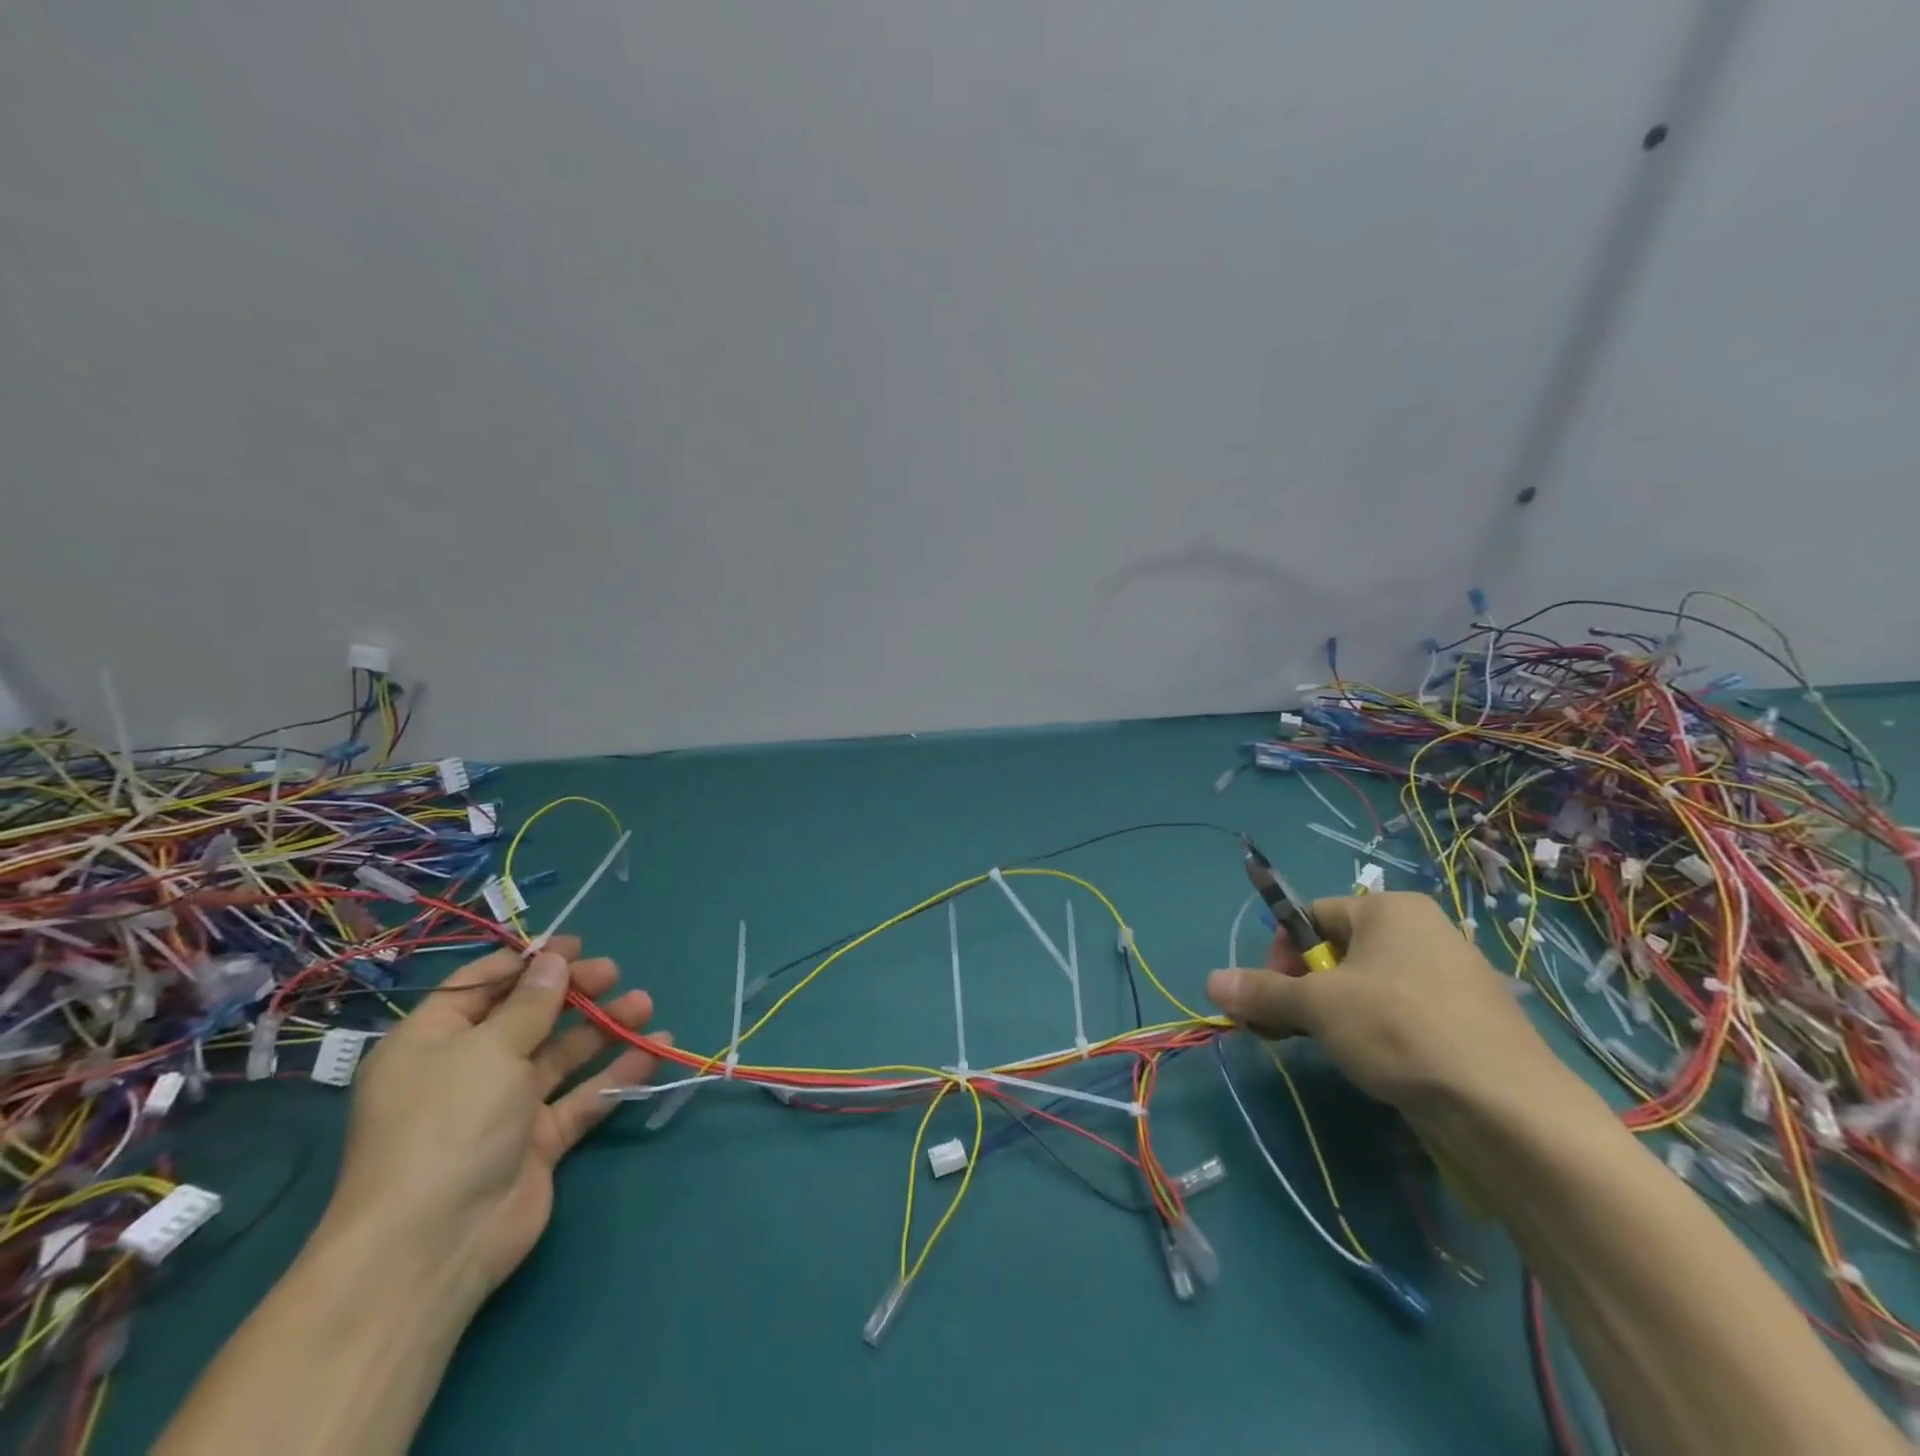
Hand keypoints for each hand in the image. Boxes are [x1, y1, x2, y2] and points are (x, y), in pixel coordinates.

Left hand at [321, 936, 667, 1305]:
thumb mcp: (488, 1049)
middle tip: (613, 972)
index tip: (573, 945)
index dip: (526, 962)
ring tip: (645, 1004)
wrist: (434, 1245)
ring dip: (601, 1028)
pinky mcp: (538, 1141)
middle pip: (527, 1017)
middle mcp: (466, 1070)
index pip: (480, 987)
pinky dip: (615, 1074)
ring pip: (561, 1055)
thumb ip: (531, 1002)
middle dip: (572, 992)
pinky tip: (653, 1050)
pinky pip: (581, 1096)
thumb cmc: (448, 1125)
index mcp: (432, 1042)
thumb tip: (554, 960)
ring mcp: (504, 1108)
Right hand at [1206, 891, 1566, 1116]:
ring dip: (1333, 1014)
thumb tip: (1210, 983)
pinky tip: (1372, 1066)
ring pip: (1368, 988)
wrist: (1510, 1113)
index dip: (1282, 952)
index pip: (1312, 915)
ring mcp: (1452, 980)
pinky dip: (1374, 1034)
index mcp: (1390, 910)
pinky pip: (1402, 1016)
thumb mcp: (1317, 1007)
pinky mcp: (1468, 1025)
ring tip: (1328, 1049)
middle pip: (1338, 951)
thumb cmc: (1401, 1031)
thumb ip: (1261, 991)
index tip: (1272, 993)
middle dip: (1304, 988)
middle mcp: (1424, 933)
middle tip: (1288, 1026)